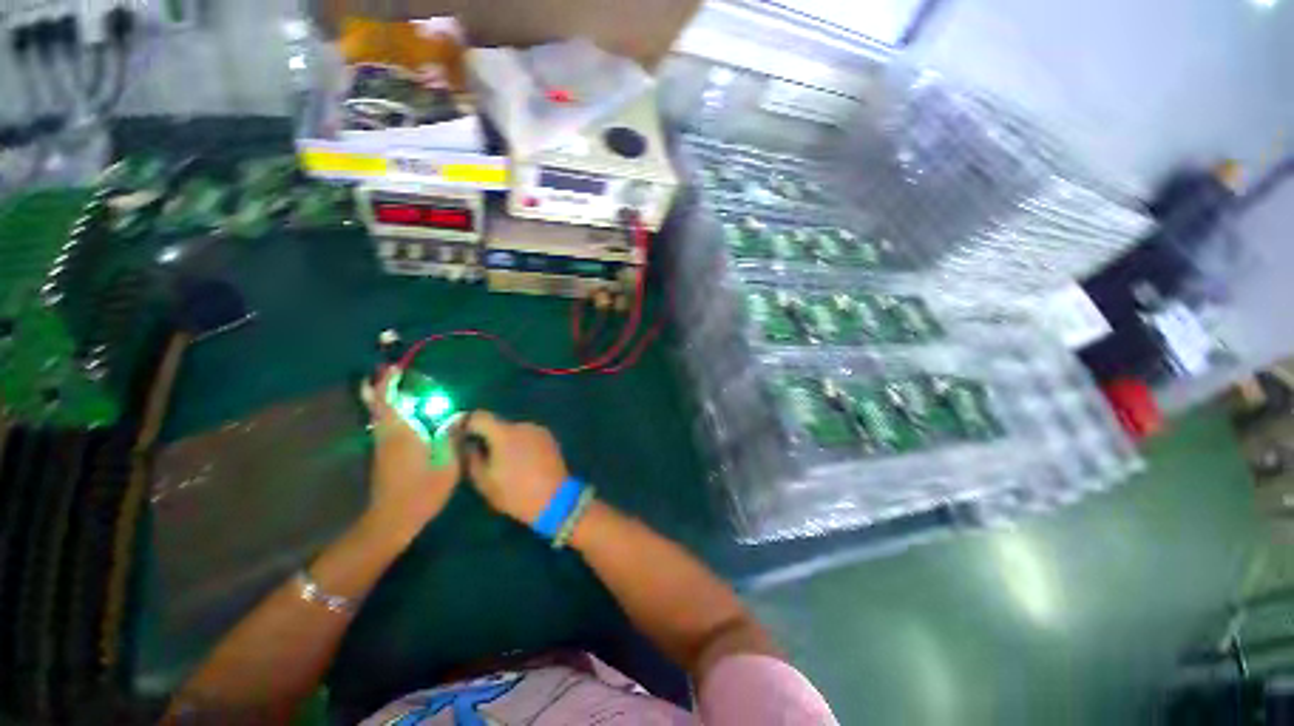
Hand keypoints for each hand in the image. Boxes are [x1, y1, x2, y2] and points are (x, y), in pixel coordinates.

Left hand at [362, 368, 458, 542]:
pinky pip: (386, 424)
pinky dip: (393, 412)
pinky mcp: (384, 454)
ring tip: (406, 387)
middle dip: (386, 385)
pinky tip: (409, 413)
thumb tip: (459, 414)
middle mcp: (388, 433)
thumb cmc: (422, 491)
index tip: (396, 367)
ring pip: (381, 413)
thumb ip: (451, 436)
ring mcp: (383, 444)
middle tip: (400, 373)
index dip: (389, 381)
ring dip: (388, 398)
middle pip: (379, 403)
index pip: (388, 399)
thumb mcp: (447, 464)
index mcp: (401, 432)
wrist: (393, 519)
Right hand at [457, 411, 569, 525]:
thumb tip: (466, 444)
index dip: (465, 423)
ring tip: (505, 463)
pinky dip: (521, 444)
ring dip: (506, 441)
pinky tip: (522, 462)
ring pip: (514, 431)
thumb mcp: (484, 481)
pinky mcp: (549, 437)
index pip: (479, 417)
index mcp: (504, 433)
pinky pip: (528, 436)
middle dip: (488, 437)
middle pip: (498, 425)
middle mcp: (523, 425)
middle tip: (482, 456)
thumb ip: (471, 458)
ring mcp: (539, 430)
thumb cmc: (515, 492)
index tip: (459, 436)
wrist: (554, 498)